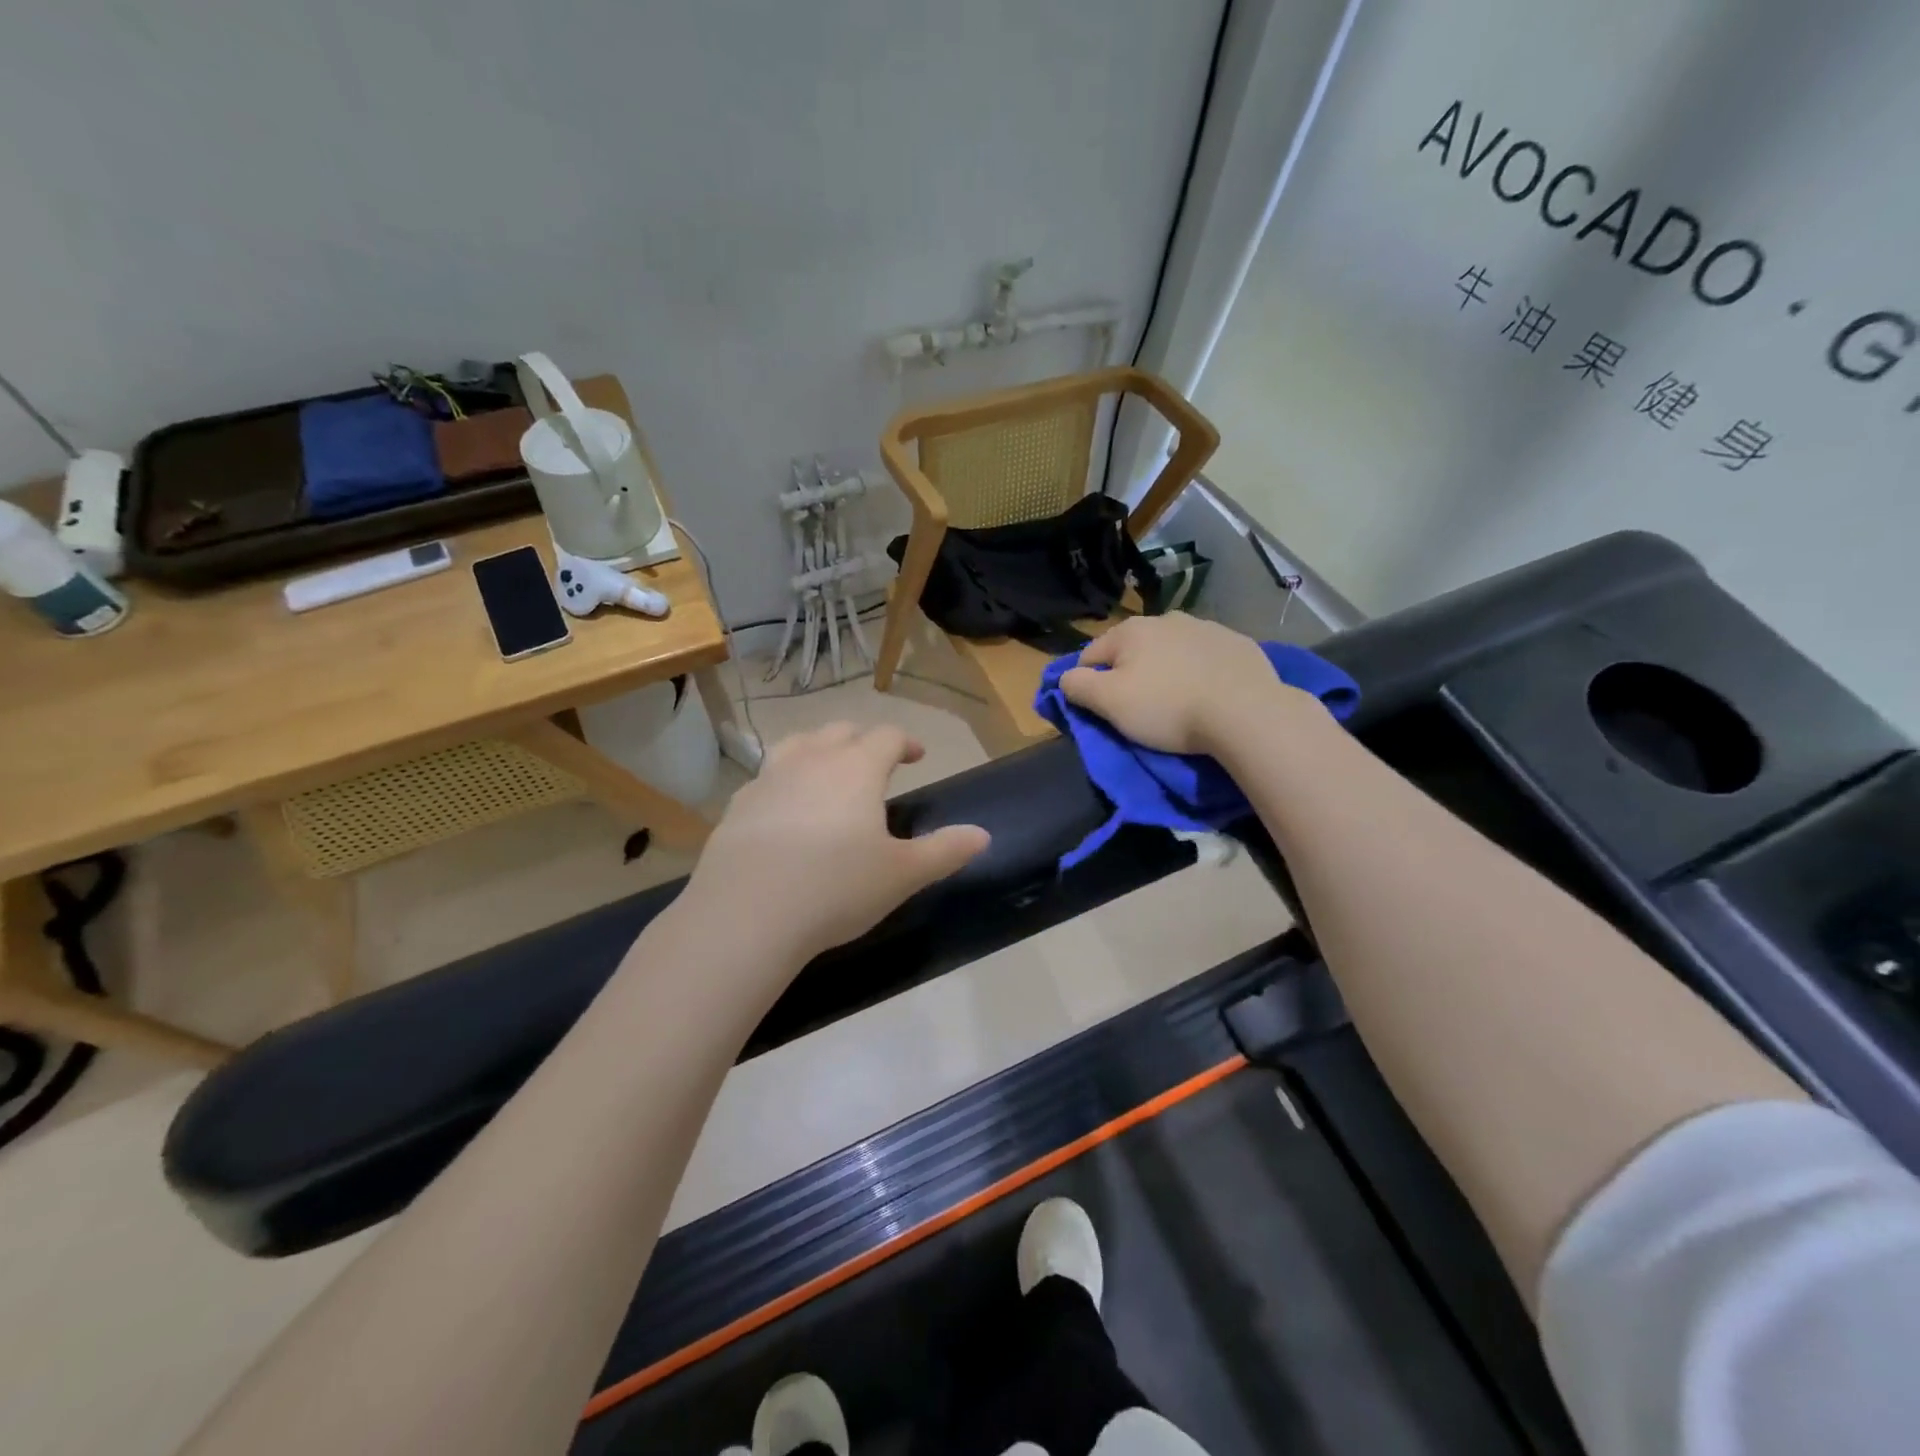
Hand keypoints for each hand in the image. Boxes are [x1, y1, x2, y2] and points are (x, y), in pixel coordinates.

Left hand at [686, 723, 990, 964]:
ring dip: (819, 748)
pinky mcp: (737, 805)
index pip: (886, 736)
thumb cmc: (837, 888)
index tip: (917, 756)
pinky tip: (784, 807)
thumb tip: (983, 835)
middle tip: (876, 761)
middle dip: (863, 740)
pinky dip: (784, 779)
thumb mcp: (903, 874)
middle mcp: (812, 761)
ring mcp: (769, 779)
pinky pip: (766, 777)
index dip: (905, 742)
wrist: (748, 914)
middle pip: (840, 732)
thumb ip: (946, 851)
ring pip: (798, 744)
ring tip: (828, 768)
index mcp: (857, 768)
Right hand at [1060, 613, 1320, 755]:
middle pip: (1132, 651)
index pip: (1090, 656)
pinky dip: (1200, 673)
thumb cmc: (1168, 707)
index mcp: (1130, 630)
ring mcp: (1206, 628)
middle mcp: (1166, 619)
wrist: (1247, 712)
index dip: (1088, 684)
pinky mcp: (1238, 644)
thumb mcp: (1110, 703)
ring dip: (1166, 671)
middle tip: (1139, 710)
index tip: (1101, 711)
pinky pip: (1206, 659)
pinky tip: (1209, 696)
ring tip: (1177, 704)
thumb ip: (1078, 686)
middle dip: (1130, 675)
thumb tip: (1065, 678)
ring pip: (1171, 651)